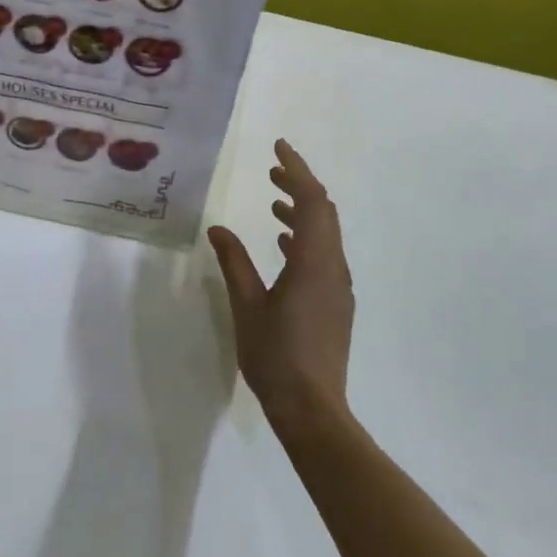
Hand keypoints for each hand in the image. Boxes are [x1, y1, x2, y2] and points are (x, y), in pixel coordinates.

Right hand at [208, 140, 354, 435]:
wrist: (312, 408)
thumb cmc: (276, 355)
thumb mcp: (247, 305)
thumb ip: (234, 263)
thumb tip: (218, 229)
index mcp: (314, 262)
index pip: (312, 201)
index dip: (297, 170)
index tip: (279, 147)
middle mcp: (333, 268)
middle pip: (324, 212)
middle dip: (300, 186)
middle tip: (272, 170)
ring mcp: (337, 287)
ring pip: (325, 234)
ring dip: (302, 212)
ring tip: (274, 203)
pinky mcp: (335, 304)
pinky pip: (323, 255)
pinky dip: (304, 239)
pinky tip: (283, 244)